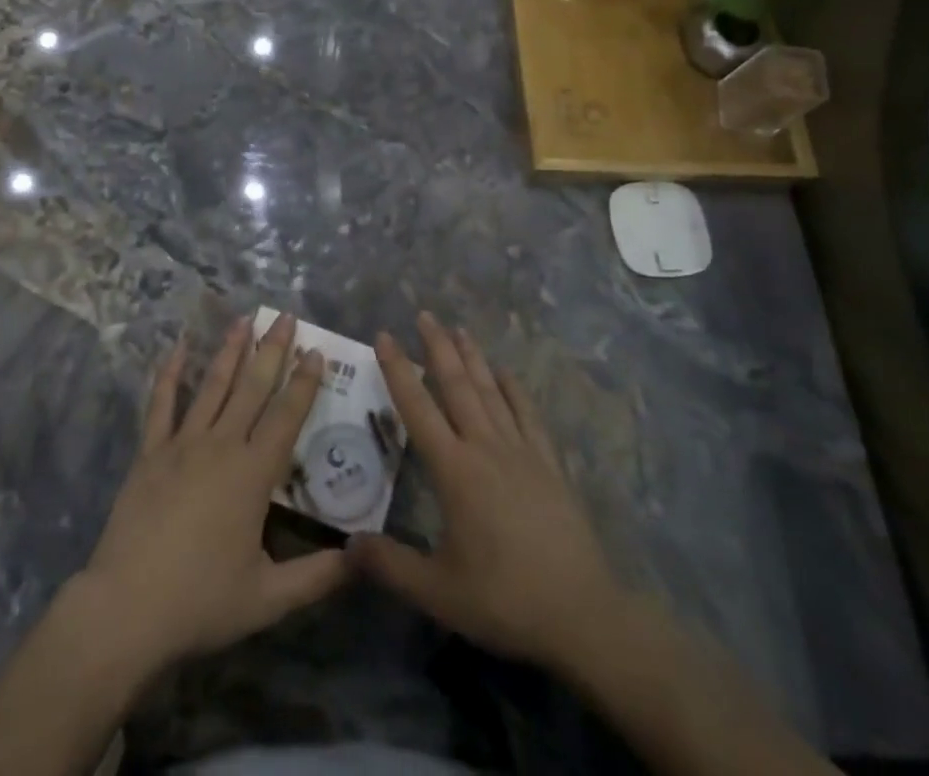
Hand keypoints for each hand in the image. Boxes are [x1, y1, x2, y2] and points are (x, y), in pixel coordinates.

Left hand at [77, 312, 348, 677]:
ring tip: (244, 319)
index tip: (315, 350)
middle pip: (253, 388)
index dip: (303, 382)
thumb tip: (359, 558)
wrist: (127, 608)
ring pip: (213, 386)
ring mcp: (182, 444)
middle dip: (272, 350)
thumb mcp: (268, 599)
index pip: (286, 416)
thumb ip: (317, 576)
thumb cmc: (201, 601)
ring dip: (230, 351)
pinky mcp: (150, 452)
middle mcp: (221, 446)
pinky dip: (170, 373)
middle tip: (285, 317)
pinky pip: (162, 404)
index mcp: (252, 474)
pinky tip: (177, 347)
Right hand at [350, 312, 625, 675]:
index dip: (398, 369)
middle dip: (437, 346)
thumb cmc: (504, 598)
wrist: (582, 613)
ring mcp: (521, 451)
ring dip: (473, 357)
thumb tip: (346, 545)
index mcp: (454, 470)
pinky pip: (528, 415)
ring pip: (491, 392)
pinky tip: (507, 372)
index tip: (384, 335)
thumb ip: (389, 565)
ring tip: (459, 328)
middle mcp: (485, 447)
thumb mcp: (438, 591)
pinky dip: (515, 389)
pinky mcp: (549, 464)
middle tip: (424, 313)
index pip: (417, 407)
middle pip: (457, 385)